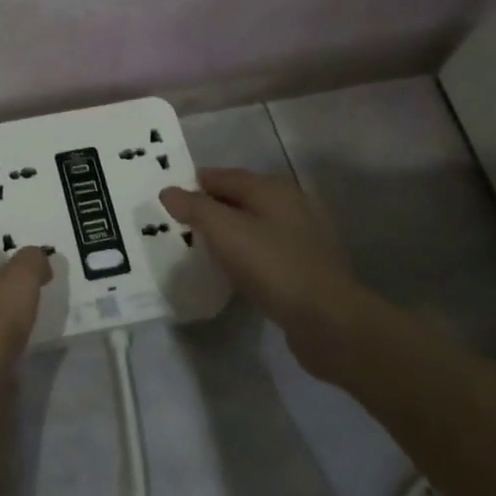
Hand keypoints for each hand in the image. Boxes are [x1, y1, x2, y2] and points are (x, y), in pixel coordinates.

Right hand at [160, 168, 370, 370]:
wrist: (327, 319)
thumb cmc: (273, 266)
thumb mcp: (225, 231)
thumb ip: (195, 208)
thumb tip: (168, 191)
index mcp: (274, 190)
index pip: (227, 176)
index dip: (197, 183)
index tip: (172, 197)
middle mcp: (293, 205)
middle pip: (244, 197)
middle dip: (214, 205)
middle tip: (184, 221)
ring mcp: (305, 237)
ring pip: (258, 224)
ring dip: (232, 230)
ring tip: (205, 245)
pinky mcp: (308, 266)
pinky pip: (269, 249)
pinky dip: (248, 251)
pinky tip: (236, 268)